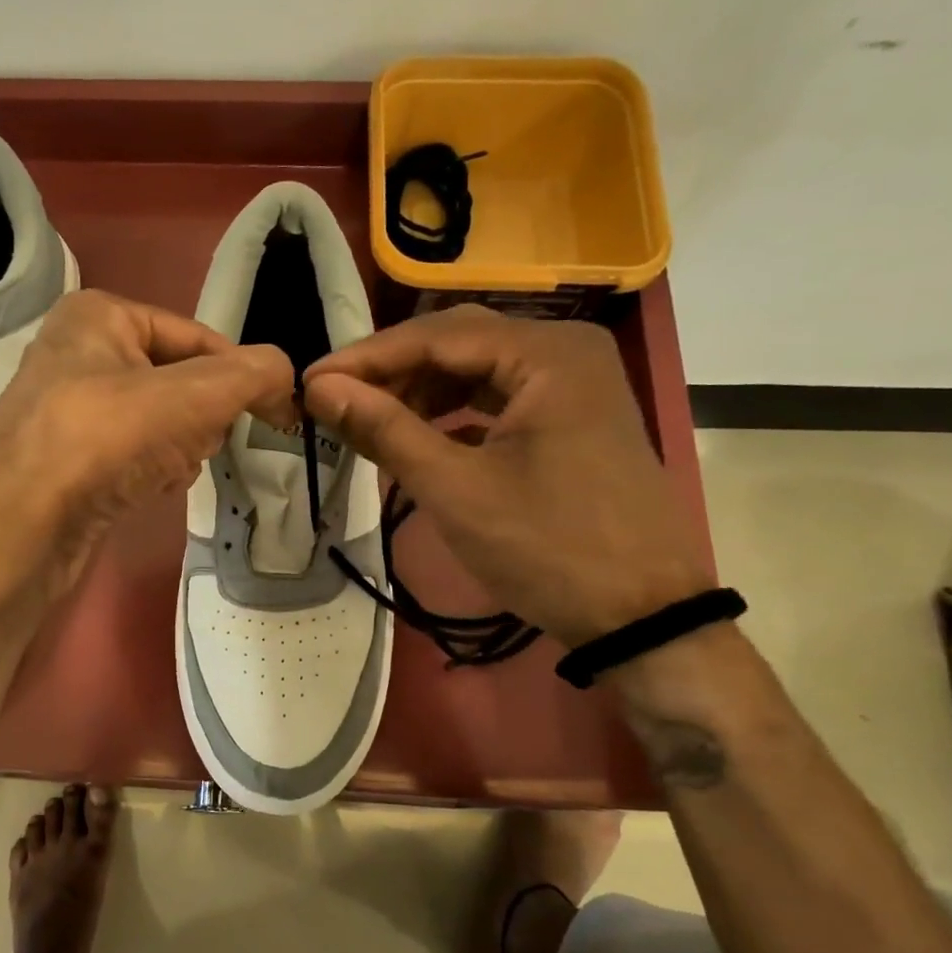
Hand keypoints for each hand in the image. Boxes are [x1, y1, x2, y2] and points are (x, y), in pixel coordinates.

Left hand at [0, 290, 292, 596]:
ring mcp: (68, 410)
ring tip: (166, 469)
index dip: (242, 374)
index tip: (277, 412)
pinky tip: (147, 489)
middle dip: (200, 418)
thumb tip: (287, 377)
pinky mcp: (67, 461)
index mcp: (100, 316)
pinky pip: (133, 455)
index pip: (198, 337)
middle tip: (194, 442)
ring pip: (159, 422)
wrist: (20, 526)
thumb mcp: (194, 394)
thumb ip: (252, 375)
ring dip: (179, 448)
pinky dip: (151, 471)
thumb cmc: (104, 438)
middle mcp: (78, 353)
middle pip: (179, 381)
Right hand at [303, 304, 712, 647]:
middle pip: (458, 342)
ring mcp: (574, 383)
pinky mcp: (572, 416)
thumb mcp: (456, 489)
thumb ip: (385, 429)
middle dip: (392, 371)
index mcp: (547, 353)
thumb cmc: (548, 548)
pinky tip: (420, 436)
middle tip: (336, 401)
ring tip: (371, 422)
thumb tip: (320, 389)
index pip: (436, 336)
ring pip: (477, 369)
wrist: (641, 616)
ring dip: (420, 392)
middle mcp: (566, 350)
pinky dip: (454, 412)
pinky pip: (498, 397)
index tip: (310, 383)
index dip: (366, 358)